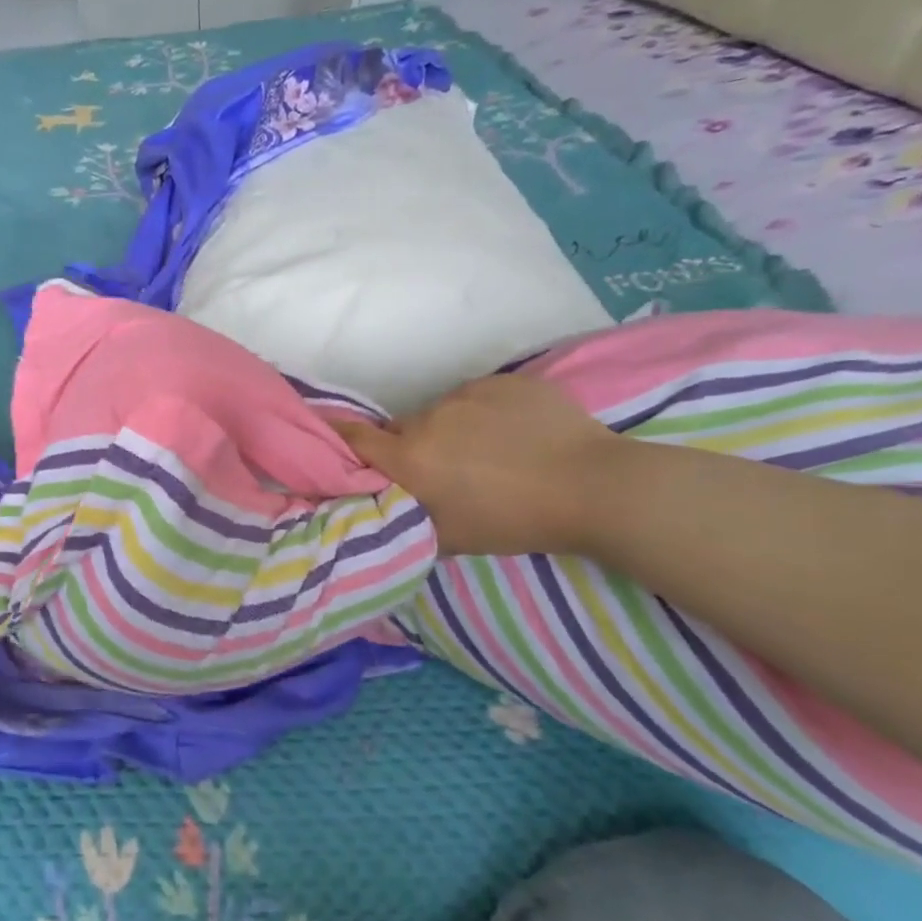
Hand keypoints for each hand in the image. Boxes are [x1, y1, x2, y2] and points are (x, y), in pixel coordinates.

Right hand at [334, 374, 623, 556]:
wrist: (594, 487)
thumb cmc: (515, 521)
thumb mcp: (450, 538)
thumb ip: (406, 518)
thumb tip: (383, 509)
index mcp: (410, 458)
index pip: (353, 438)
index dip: (337, 436)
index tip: (328, 434)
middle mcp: (428, 419)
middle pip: (402, 429)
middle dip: (412, 447)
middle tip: (443, 471)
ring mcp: (468, 395)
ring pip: (441, 413)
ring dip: (451, 430)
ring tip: (489, 453)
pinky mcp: (503, 382)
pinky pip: (478, 397)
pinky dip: (485, 414)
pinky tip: (515, 435)